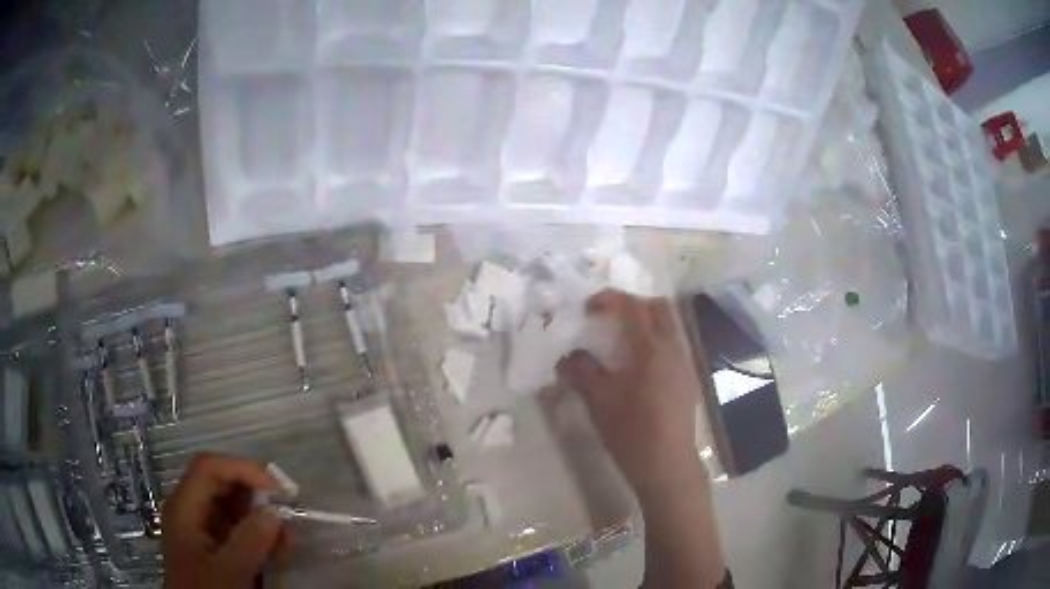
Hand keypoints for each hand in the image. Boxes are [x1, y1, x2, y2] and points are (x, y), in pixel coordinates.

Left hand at [162, 453, 292, 588]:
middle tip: (288, 510)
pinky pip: (238, 531)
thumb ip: (250, 540)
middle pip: (221, 484)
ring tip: (288, 537)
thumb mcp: (229, 571)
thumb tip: (274, 511)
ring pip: (233, 508)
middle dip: (256, 493)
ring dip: (262, 517)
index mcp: (185, 507)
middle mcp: (191, 511)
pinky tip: (279, 551)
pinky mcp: (215, 548)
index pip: (209, 468)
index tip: (278, 489)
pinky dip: (260, 536)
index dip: (243, 469)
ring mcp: (202, 530)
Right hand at [556, 290, 708, 501]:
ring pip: (669, 326)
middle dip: (632, 305)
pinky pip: (672, 345)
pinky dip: (654, 342)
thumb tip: (567, 357)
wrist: (667, 466)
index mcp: (651, 350)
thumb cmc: (632, 433)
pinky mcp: (688, 380)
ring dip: (645, 323)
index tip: (588, 309)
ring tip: (620, 343)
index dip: (609, 300)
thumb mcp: (600, 402)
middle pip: (659, 307)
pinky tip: (637, 367)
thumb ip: (582, 372)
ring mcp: (685, 364)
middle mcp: (673, 349)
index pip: (633, 307)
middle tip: (608, 320)